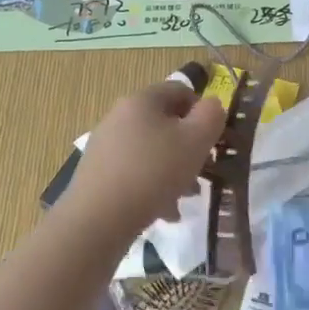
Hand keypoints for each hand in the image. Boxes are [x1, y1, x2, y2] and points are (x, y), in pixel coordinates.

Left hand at [59, 80, 226, 238]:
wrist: (97, 219)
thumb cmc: (153, 172)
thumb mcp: (196, 141)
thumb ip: (211, 116)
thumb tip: (211, 105)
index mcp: (143, 99)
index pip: (180, 90)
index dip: (202, 111)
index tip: (213, 140)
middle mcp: (119, 115)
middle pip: (164, 122)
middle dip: (187, 146)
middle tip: (202, 172)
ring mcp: (105, 144)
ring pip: (150, 149)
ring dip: (171, 168)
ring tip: (184, 197)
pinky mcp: (96, 171)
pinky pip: (133, 170)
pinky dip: (150, 185)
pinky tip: (161, 210)